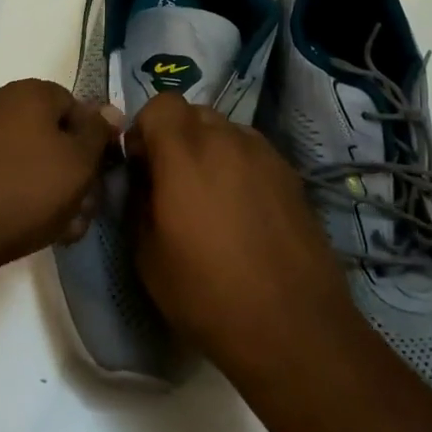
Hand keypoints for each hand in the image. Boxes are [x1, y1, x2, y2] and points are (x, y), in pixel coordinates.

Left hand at [0, 79, 122, 282]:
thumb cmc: (24, 188)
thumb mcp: (78, 162)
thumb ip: (98, 134)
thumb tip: (109, 111)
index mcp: (32, 93)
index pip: (78, 107)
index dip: (95, 143)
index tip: (102, 177)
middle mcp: (2, 104)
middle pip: (55, 136)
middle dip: (75, 174)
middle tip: (84, 211)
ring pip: (33, 162)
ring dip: (53, 193)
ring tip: (62, 230)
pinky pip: (6, 176)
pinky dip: (23, 198)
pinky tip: (32, 229)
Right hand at [128, 94, 356, 380]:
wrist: (293, 327)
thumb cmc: (207, 294)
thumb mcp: (147, 254)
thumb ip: (137, 200)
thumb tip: (142, 178)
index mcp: (184, 152)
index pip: (160, 104)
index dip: (146, 129)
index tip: (143, 166)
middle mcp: (226, 139)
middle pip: (194, 113)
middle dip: (177, 137)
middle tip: (174, 181)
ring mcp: (264, 155)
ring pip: (226, 131)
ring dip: (210, 150)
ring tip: (212, 197)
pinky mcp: (291, 175)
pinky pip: (253, 153)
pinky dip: (239, 167)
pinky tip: (244, 211)